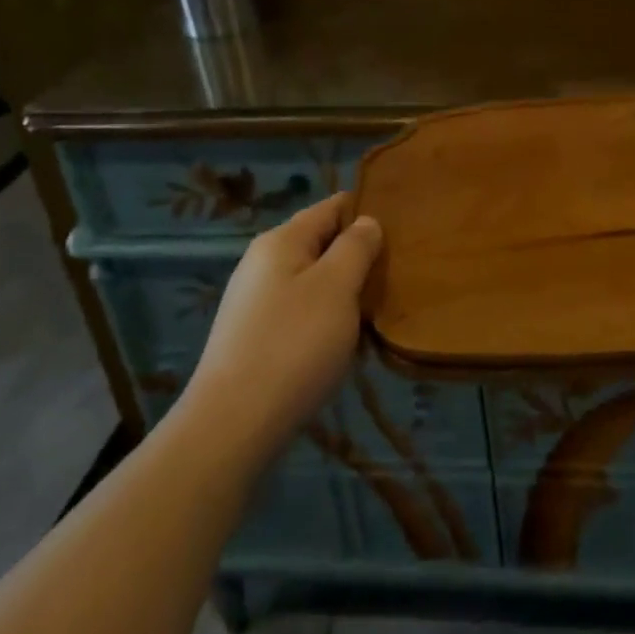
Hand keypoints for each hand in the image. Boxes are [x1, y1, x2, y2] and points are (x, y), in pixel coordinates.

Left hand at [178, 194, 382, 469]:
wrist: (232, 426)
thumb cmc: (293, 344)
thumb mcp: (336, 287)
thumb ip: (355, 247)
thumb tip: (366, 222)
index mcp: (281, 241)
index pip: (330, 207)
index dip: (365, 210)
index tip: (402, 224)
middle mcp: (262, 263)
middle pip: (320, 243)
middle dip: (356, 254)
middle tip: (396, 271)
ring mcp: (254, 302)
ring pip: (312, 280)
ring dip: (343, 290)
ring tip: (377, 307)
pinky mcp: (253, 338)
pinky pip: (300, 312)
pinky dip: (325, 318)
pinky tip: (343, 341)